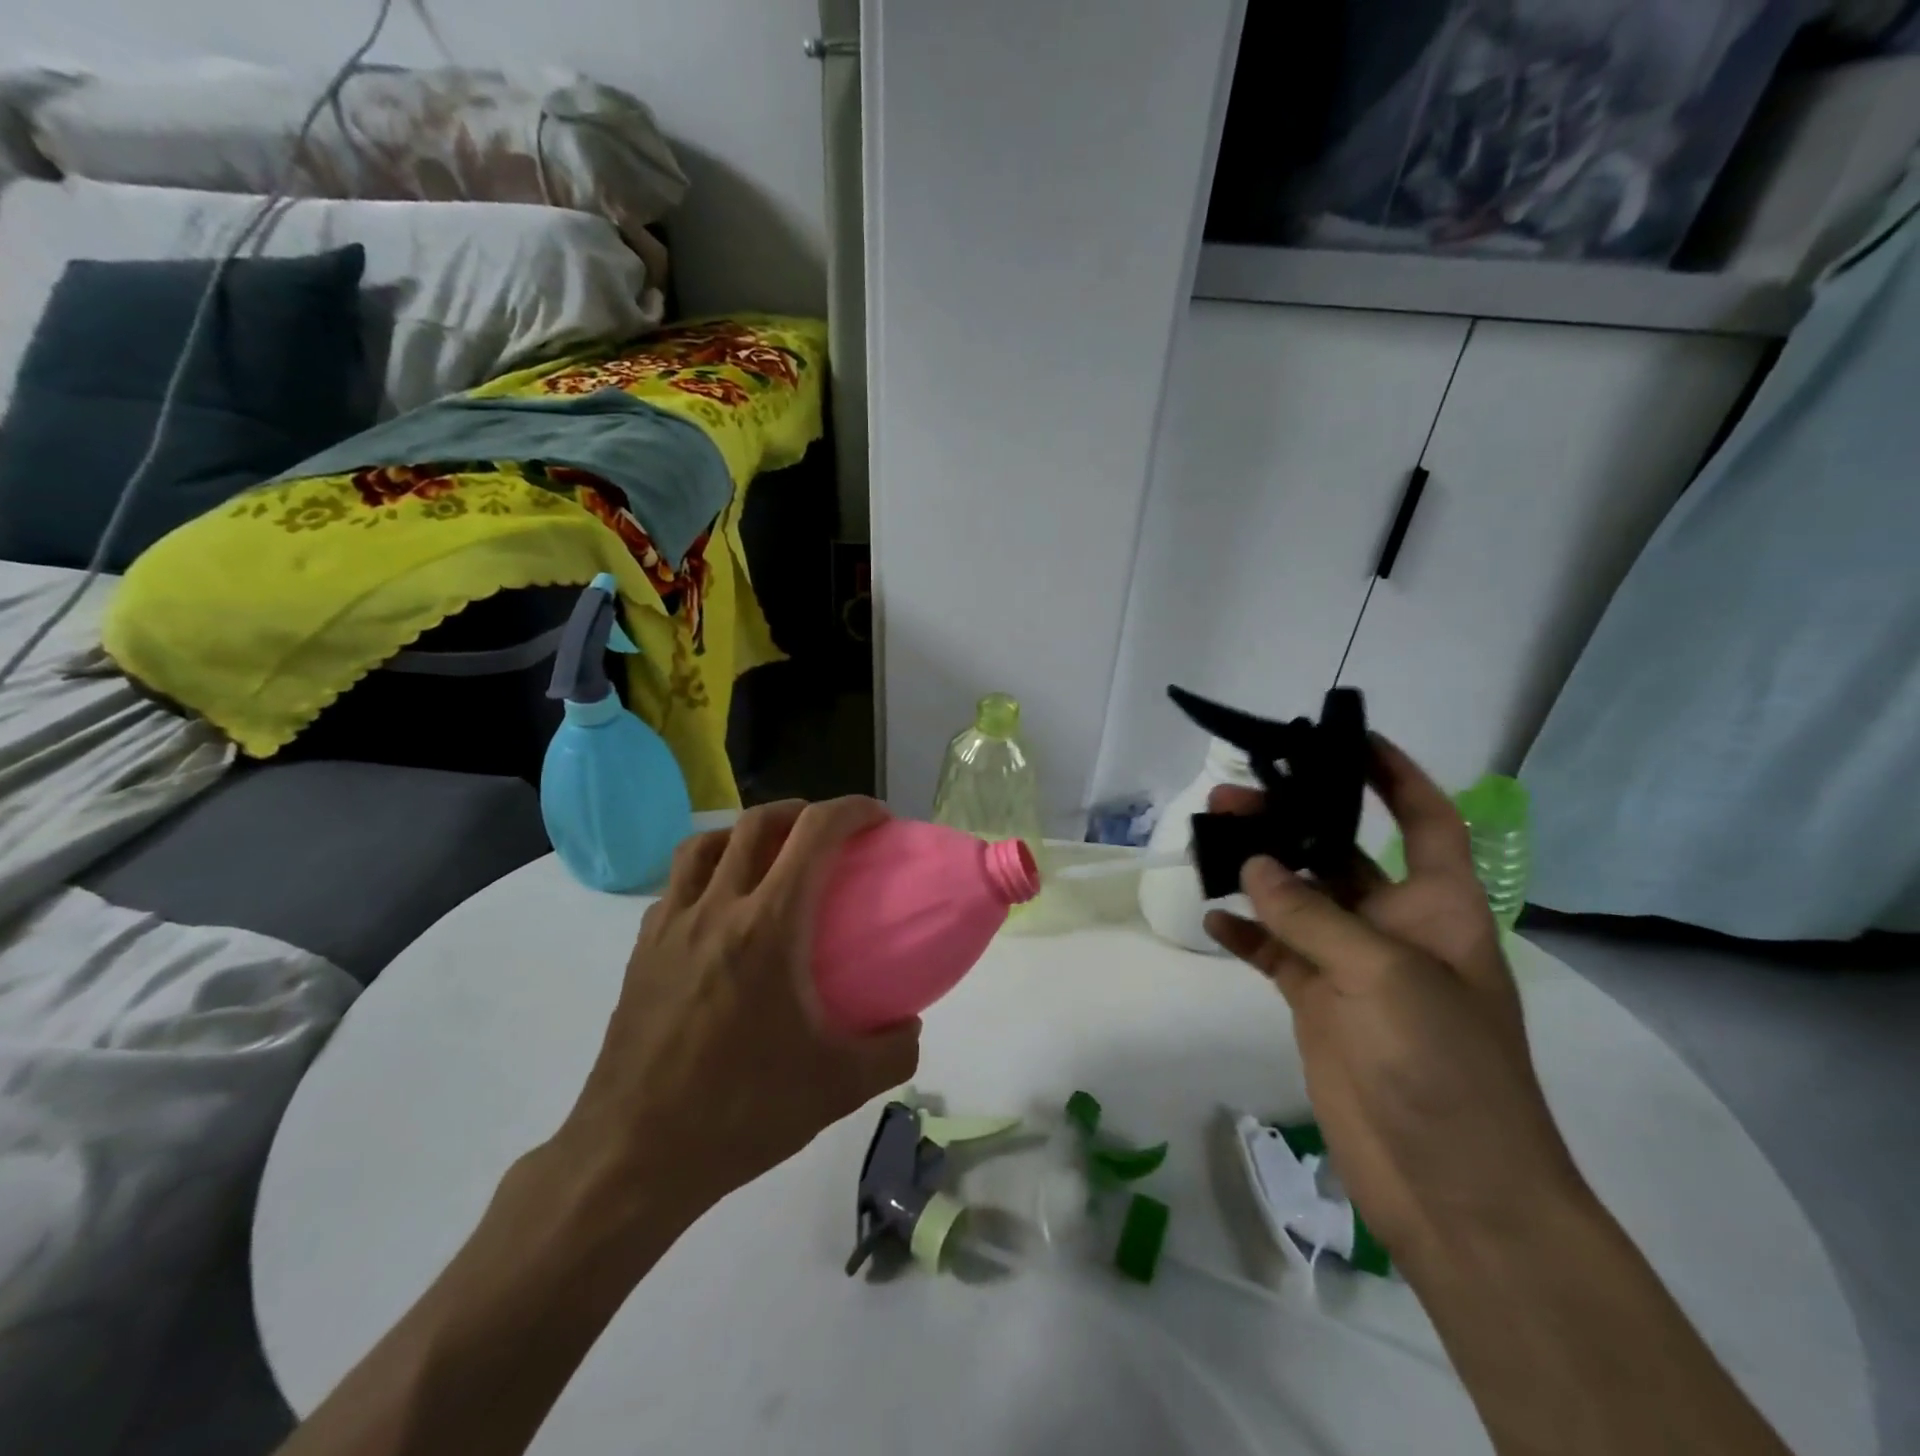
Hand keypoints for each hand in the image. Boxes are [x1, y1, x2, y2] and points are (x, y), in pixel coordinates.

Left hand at [558, 797, 920, 1217]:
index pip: (814, 834)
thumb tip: (910, 1026)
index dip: (851, 810)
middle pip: (756, 823)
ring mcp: (670, 926)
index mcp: (769, 926)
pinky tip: (720, 909)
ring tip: (770, 856)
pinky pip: (676, 885)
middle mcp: (717, 909)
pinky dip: (706, 872)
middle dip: (801, 811)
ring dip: (745, 832)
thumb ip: (893, 1052)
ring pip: (704, 843)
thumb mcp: (838, 1088)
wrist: (633, 1157)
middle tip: (827, 833)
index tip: (878, 818)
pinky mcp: (642, 951)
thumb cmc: (741, 1112)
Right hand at [1204, 738, 1586, 1271]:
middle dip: (1292, 819)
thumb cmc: (1444, 1065)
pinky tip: (1211, 916)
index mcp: (1437, 907)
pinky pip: (1273, 953)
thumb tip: (1253, 866)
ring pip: (1296, 899)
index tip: (1347, 739)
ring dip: (1257, 871)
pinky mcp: (1317, 1003)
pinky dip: (1244, 933)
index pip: (1423, 820)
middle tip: (1230, 795)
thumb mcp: (1383, 975)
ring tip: (1207, 841)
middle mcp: (1393, 926)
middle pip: (1339, 853)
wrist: (1451, 1187)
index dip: (1394, 775)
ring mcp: (1350, 966)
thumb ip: (1312, 915)